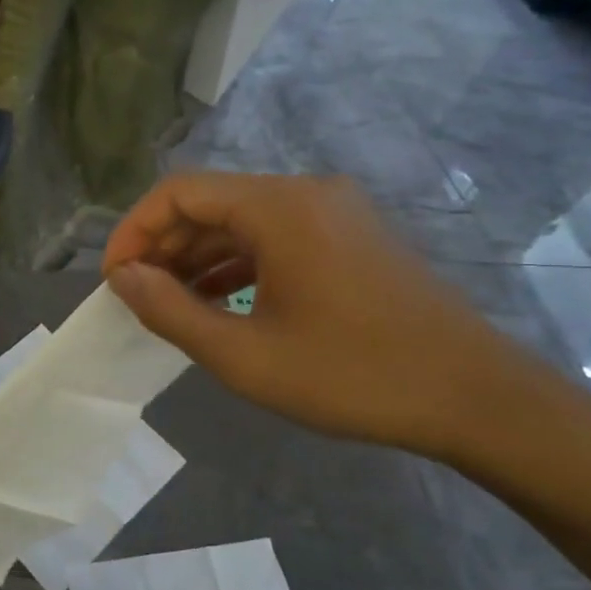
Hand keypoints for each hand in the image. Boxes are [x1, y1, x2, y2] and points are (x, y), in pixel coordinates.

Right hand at [102, 172, 540, 460]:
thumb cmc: (353, 375)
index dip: (134, 231)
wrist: (475, 397)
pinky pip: (276, 237)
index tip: (115, 280)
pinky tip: (218, 301)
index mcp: (279, 207)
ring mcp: (334, 213)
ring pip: (242, 221)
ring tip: (168, 303)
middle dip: (164, 246)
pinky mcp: (350, 237)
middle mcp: (306, 193)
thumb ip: (172, 311)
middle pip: (211, 202)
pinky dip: (237, 264)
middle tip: (136, 297)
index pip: (180, 192)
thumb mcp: (245, 355)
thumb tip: (123, 278)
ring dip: (198, 257)